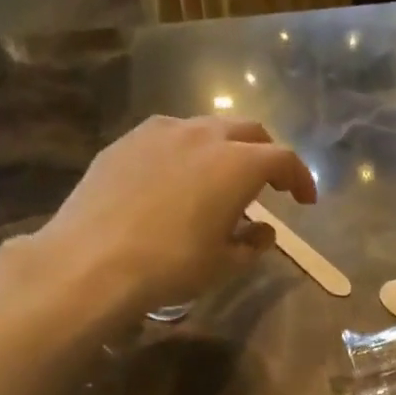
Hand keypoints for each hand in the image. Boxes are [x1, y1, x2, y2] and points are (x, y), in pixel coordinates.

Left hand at [3, 115, 316, 319]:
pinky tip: (178, 178)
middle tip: (269, 185)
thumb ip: (253, 243)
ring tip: (221, 180)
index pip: (283, 159)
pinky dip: (188, 151)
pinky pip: (170, 136)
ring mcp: (160, 132)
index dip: (300, 178)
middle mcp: (203, 136)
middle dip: (266, 155)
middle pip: (249, 132)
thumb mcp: (224, 264)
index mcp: (237, 165)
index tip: (304, 201)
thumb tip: (262, 230)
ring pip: (207, 128)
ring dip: (226, 149)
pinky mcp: (126, 141)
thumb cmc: (170, 265)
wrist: (91, 261)